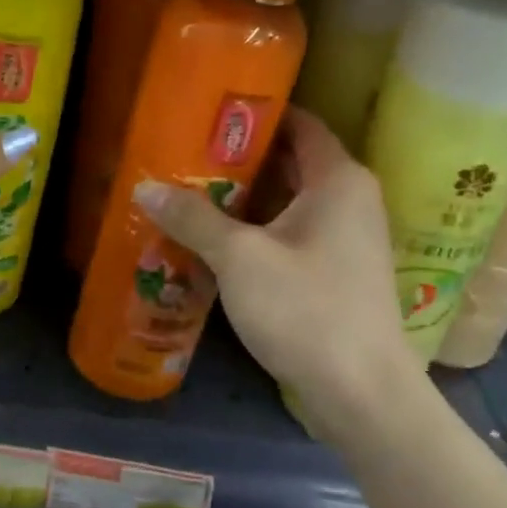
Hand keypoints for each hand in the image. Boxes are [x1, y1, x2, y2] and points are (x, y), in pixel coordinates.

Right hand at [132, 107, 428, 440]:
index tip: (210, 112)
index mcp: (338, 179)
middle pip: (290, 162)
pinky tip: (215, 239)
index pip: (299, 123)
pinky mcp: (338, 272)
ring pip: (289, 202)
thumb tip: (144, 187)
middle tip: (186, 153)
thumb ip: (193, 218)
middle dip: (239, 158)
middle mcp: (350, 200)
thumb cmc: (306, 309)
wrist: (362, 395)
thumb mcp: (240, 258)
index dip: (256, 115)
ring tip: (190, 191)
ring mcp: (347, 239)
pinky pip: (293, 233)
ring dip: (245, 198)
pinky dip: (259, 230)